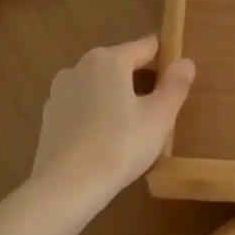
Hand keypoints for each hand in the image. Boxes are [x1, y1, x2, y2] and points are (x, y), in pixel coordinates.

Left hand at [29, 36, 195, 214]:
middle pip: (121, 65)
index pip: (146, 47)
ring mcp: (60, 91)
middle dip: (141, 82)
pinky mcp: (49, 116)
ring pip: (100, 87)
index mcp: (109, 59)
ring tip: (134, 130)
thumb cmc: (119, 146)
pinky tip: (106, 142)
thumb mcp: (159, 117)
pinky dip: (96, 115)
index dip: (165, 60)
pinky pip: (82, 106)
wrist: (64, 186)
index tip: (177, 81)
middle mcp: (80, 66)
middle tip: (159, 113)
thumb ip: (175, 86)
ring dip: (117, 99)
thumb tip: (185, 62)